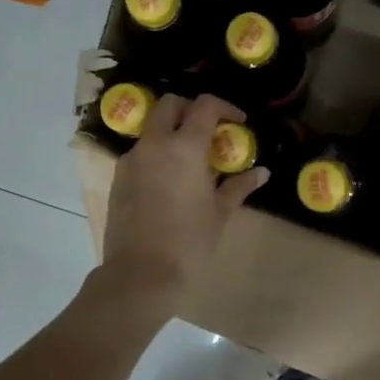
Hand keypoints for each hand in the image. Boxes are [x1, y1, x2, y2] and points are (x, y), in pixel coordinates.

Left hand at [100, 93, 266, 314]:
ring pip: (151, 128)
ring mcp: (132, 160)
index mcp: (184, 147)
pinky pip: (140, 152)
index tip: (238, 122)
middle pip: (169, 105)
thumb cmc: (189, 243)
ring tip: (191, 160)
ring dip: (172, 132)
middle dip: (191, 109)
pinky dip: (157, 154)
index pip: (205, 106)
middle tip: (209, 131)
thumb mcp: (220, 213)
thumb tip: (261, 173)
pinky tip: (171, 181)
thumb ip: (239, 186)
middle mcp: (154, 144)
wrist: (140, 275)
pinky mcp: (118, 178)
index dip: (225, 107)